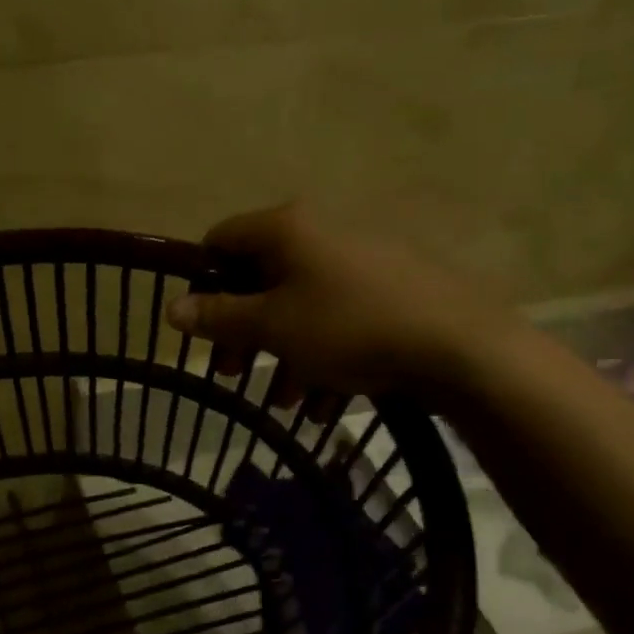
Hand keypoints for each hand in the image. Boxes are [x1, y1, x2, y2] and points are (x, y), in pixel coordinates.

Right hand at [165, 204, 507, 398]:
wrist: (461, 347)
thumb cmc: (348, 327)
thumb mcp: (272, 327)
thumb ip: (218, 317)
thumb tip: (171, 308)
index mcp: (287, 229)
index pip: (221, 240)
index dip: (202, 282)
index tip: (200, 325)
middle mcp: (322, 235)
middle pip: (261, 279)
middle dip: (242, 331)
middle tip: (231, 373)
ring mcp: (362, 263)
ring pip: (302, 307)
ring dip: (283, 354)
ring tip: (284, 401)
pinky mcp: (393, 292)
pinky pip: (341, 320)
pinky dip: (324, 357)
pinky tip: (325, 404)